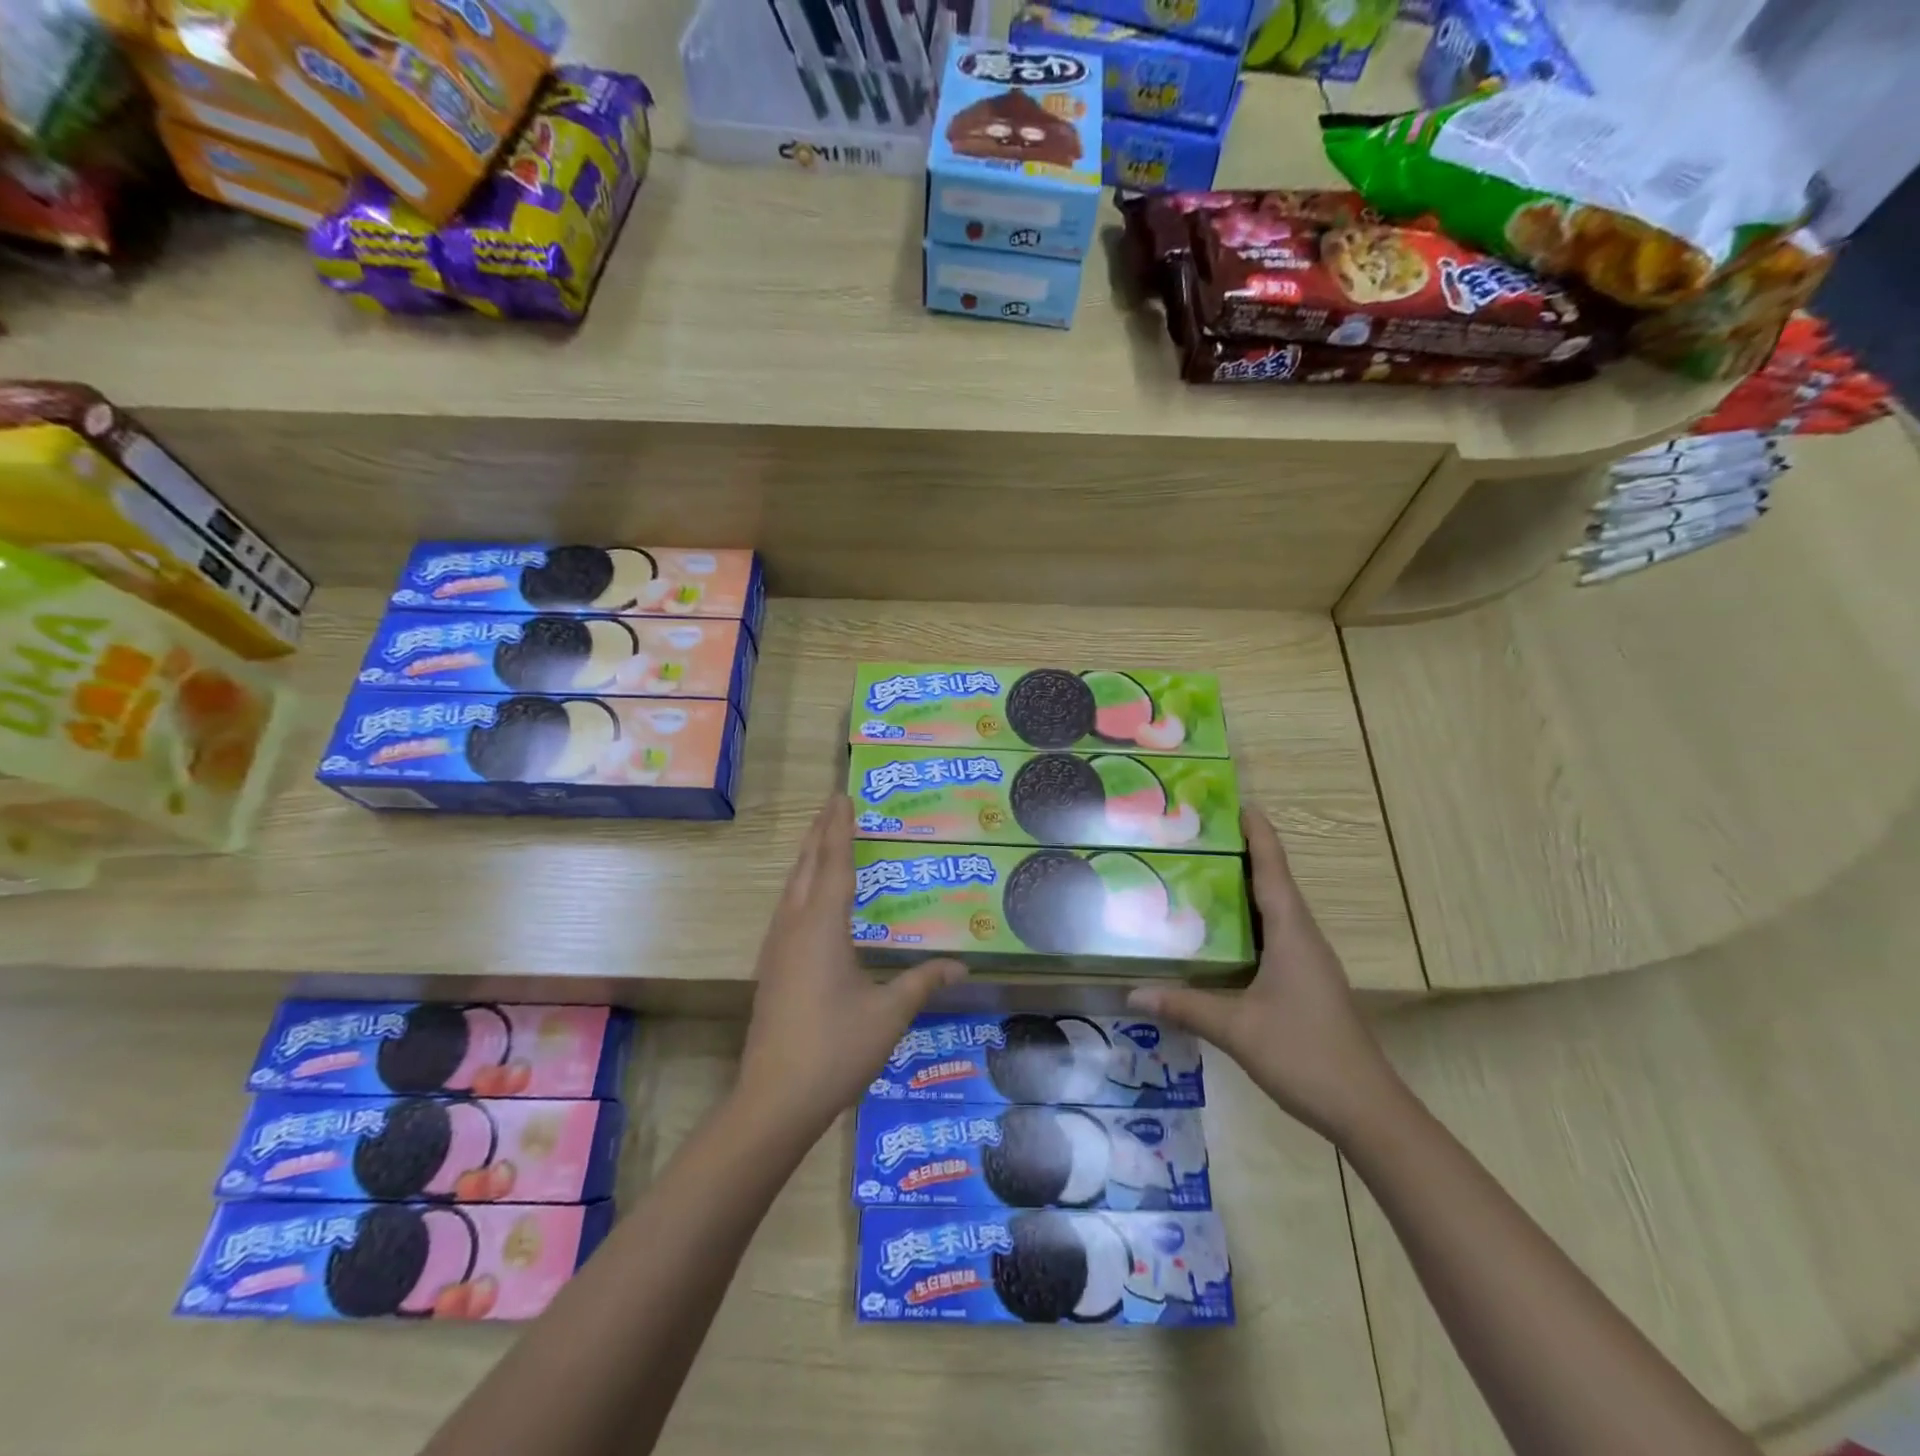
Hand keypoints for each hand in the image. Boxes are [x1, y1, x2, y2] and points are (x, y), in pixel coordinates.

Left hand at [736, 796, 966, 1142]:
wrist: (774, 1099)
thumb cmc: (836, 1049)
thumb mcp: (889, 1014)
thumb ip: (923, 982)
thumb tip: (961, 965)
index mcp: (822, 927)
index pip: (835, 864)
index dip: (840, 828)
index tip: (842, 795)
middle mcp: (795, 927)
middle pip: (807, 866)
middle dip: (820, 832)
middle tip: (833, 804)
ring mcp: (777, 948)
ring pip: (791, 887)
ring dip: (807, 858)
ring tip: (821, 838)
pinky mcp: (771, 968)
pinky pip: (786, 909)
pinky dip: (801, 886)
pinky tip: (809, 899)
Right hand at [1129, 808, 1402, 1142]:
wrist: (1366, 1110)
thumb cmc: (1305, 1054)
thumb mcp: (1237, 1029)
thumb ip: (1185, 1006)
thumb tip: (1131, 991)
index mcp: (1292, 933)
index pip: (1273, 869)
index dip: (1257, 834)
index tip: (1237, 802)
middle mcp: (1303, 938)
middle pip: (1272, 883)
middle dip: (1241, 854)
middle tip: (1197, 836)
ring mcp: (1307, 962)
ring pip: (1272, 912)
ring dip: (1243, 889)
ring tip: (1199, 874)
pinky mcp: (1304, 983)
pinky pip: (1272, 937)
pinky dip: (1245, 923)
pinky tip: (1217, 934)